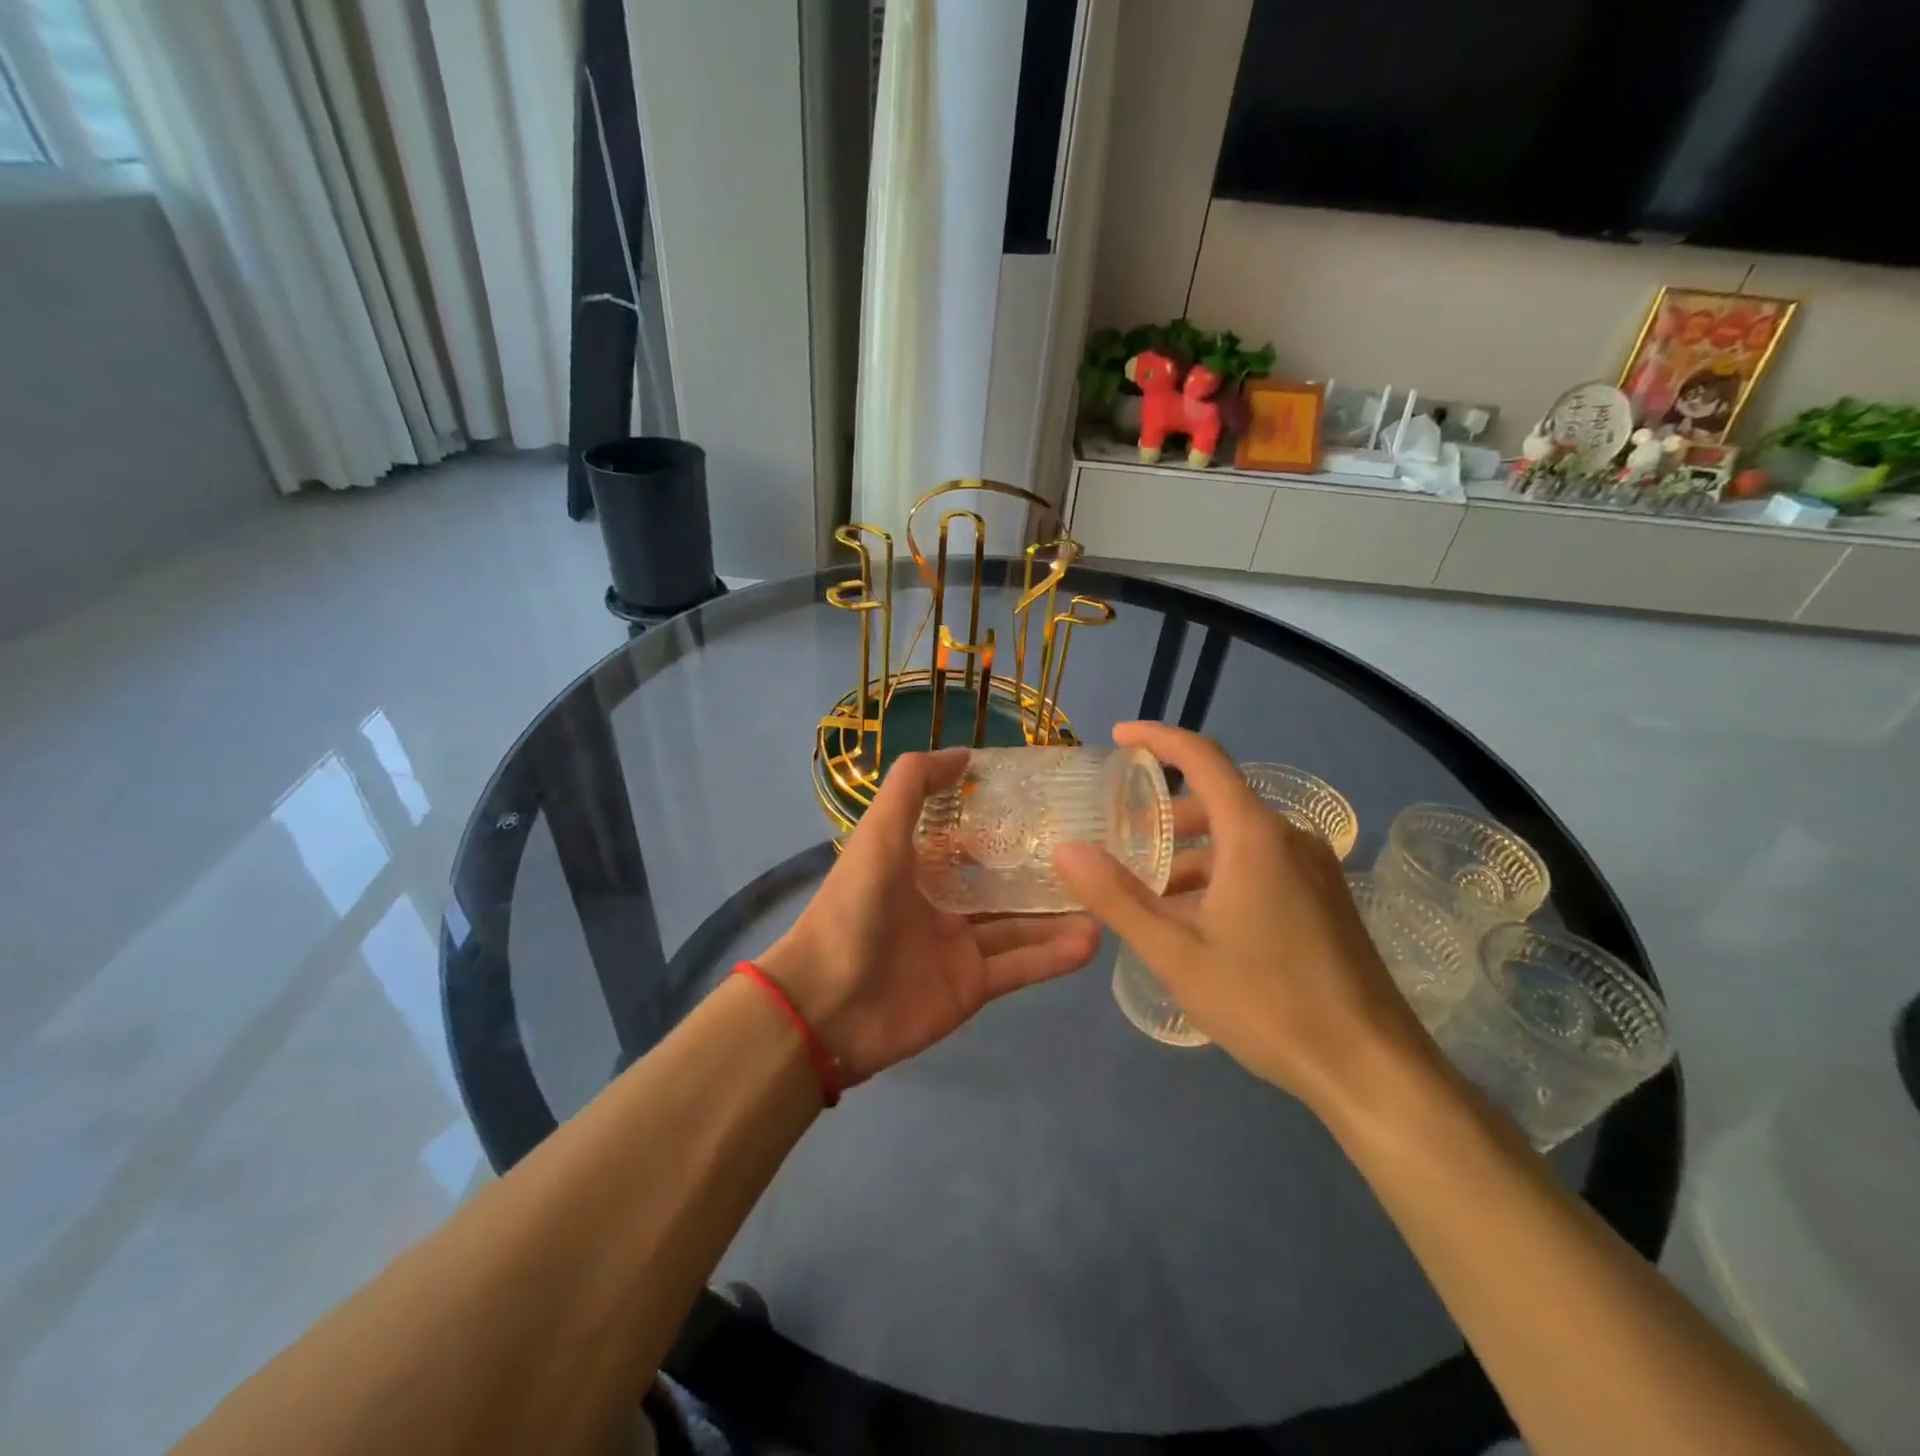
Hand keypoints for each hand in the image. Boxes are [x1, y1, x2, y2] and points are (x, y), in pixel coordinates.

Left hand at [757, 749, 1100, 1085]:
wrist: (826, 1005)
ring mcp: (959, 947)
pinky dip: (1053, 956)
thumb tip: (964, 754)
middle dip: (1044, 868)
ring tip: (1107, 898)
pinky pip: (1020, 967)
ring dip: (1060, 914)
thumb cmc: (853, 907)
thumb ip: (912, 785)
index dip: (1004, 818)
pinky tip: (1092, 941)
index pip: (969, 836)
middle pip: (1002, 882)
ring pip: (1020, 925)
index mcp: (917, 865)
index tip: (1053, 802)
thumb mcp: (879, 833)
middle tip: (1096, 851)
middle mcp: (942, 903)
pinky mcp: (972, 987)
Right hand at [1054, 723, 1434, 1117]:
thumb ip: (1116, 897)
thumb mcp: (1176, 953)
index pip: (1202, 758)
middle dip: (1165, 818)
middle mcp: (1290, 838)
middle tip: (1122, 845)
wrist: (1371, 1067)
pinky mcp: (1326, 898)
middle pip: (1217, 803)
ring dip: (1192, 855)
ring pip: (1239, 839)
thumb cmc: (1267, 1003)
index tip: (1119, 736)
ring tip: (1152, 897)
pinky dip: (1221, 874)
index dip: (1158, 738)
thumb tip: (1066, 849)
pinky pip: (1262, 864)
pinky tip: (1200, 924)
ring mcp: (1315, 869)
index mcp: (1255, 836)